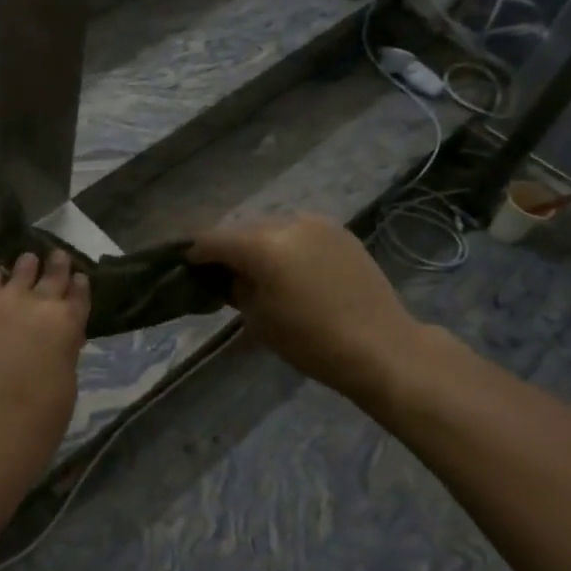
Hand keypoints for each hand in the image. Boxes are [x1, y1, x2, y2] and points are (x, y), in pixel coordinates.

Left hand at [0, 250, 89, 485]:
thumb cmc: (34, 425)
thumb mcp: (64, 387)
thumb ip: (61, 352)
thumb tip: (55, 340)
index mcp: (63, 323)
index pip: (77, 294)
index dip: (78, 286)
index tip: (78, 277)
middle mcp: (28, 303)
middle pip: (45, 275)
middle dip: (52, 265)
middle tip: (54, 255)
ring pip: (6, 276)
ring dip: (16, 272)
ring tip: (19, 265)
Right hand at [189, 215, 432, 407]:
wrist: (381, 347)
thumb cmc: (310, 341)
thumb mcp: (258, 319)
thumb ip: (236, 288)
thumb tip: (231, 275)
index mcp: (261, 245)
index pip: (212, 240)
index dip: (196, 254)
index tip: (189, 268)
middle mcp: (287, 223)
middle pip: (242, 229)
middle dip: (230, 248)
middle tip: (224, 273)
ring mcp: (316, 224)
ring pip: (271, 227)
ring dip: (259, 245)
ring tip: (260, 271)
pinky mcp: (339, 232)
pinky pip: (299, 232)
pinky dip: (287, 245)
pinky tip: (292, 269)